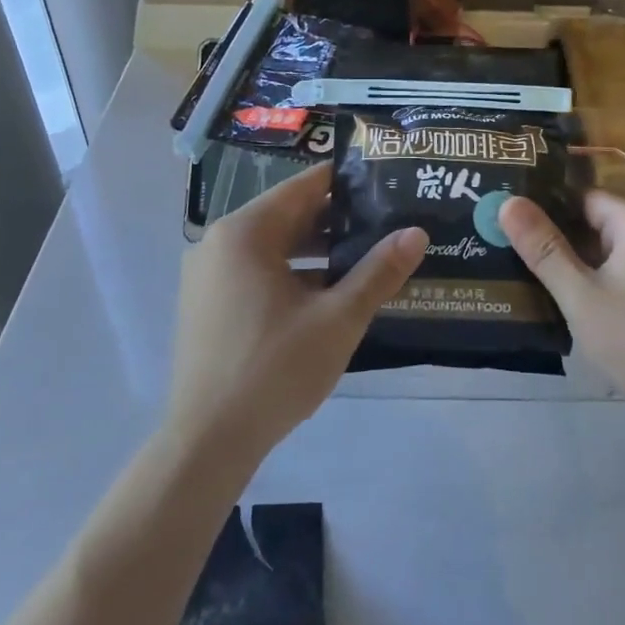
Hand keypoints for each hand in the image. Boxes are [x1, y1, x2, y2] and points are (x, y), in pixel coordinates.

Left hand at [168, 164, 425, 462]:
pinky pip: (256, 273)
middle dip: (336, 221)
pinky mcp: (206, 305)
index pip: (303, 188)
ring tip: (366, 259)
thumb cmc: (275, 369)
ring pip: (272, 248)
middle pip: (286, 217)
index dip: (346, 183)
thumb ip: (378, 271)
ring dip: (316, 252)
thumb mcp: (338, 319)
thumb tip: (417, 233)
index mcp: (244, 233)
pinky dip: (291, 275)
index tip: (385, 184)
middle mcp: (218, 244)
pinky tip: (328, 295)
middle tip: (386, 223)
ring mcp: (207, 276)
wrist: (208, 441)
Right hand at [500, 190, 624, 422]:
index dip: (544, 204)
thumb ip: (544, 248)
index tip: (505, 213)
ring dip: (569, 261)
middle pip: (593, 222)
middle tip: (501, 241)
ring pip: (603, 252)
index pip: (583, 196)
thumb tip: (508, 202)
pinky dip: (589, 280)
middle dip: (552, 234)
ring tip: (518, 266)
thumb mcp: (580, 294)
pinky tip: (557, 296)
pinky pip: (617, 273)